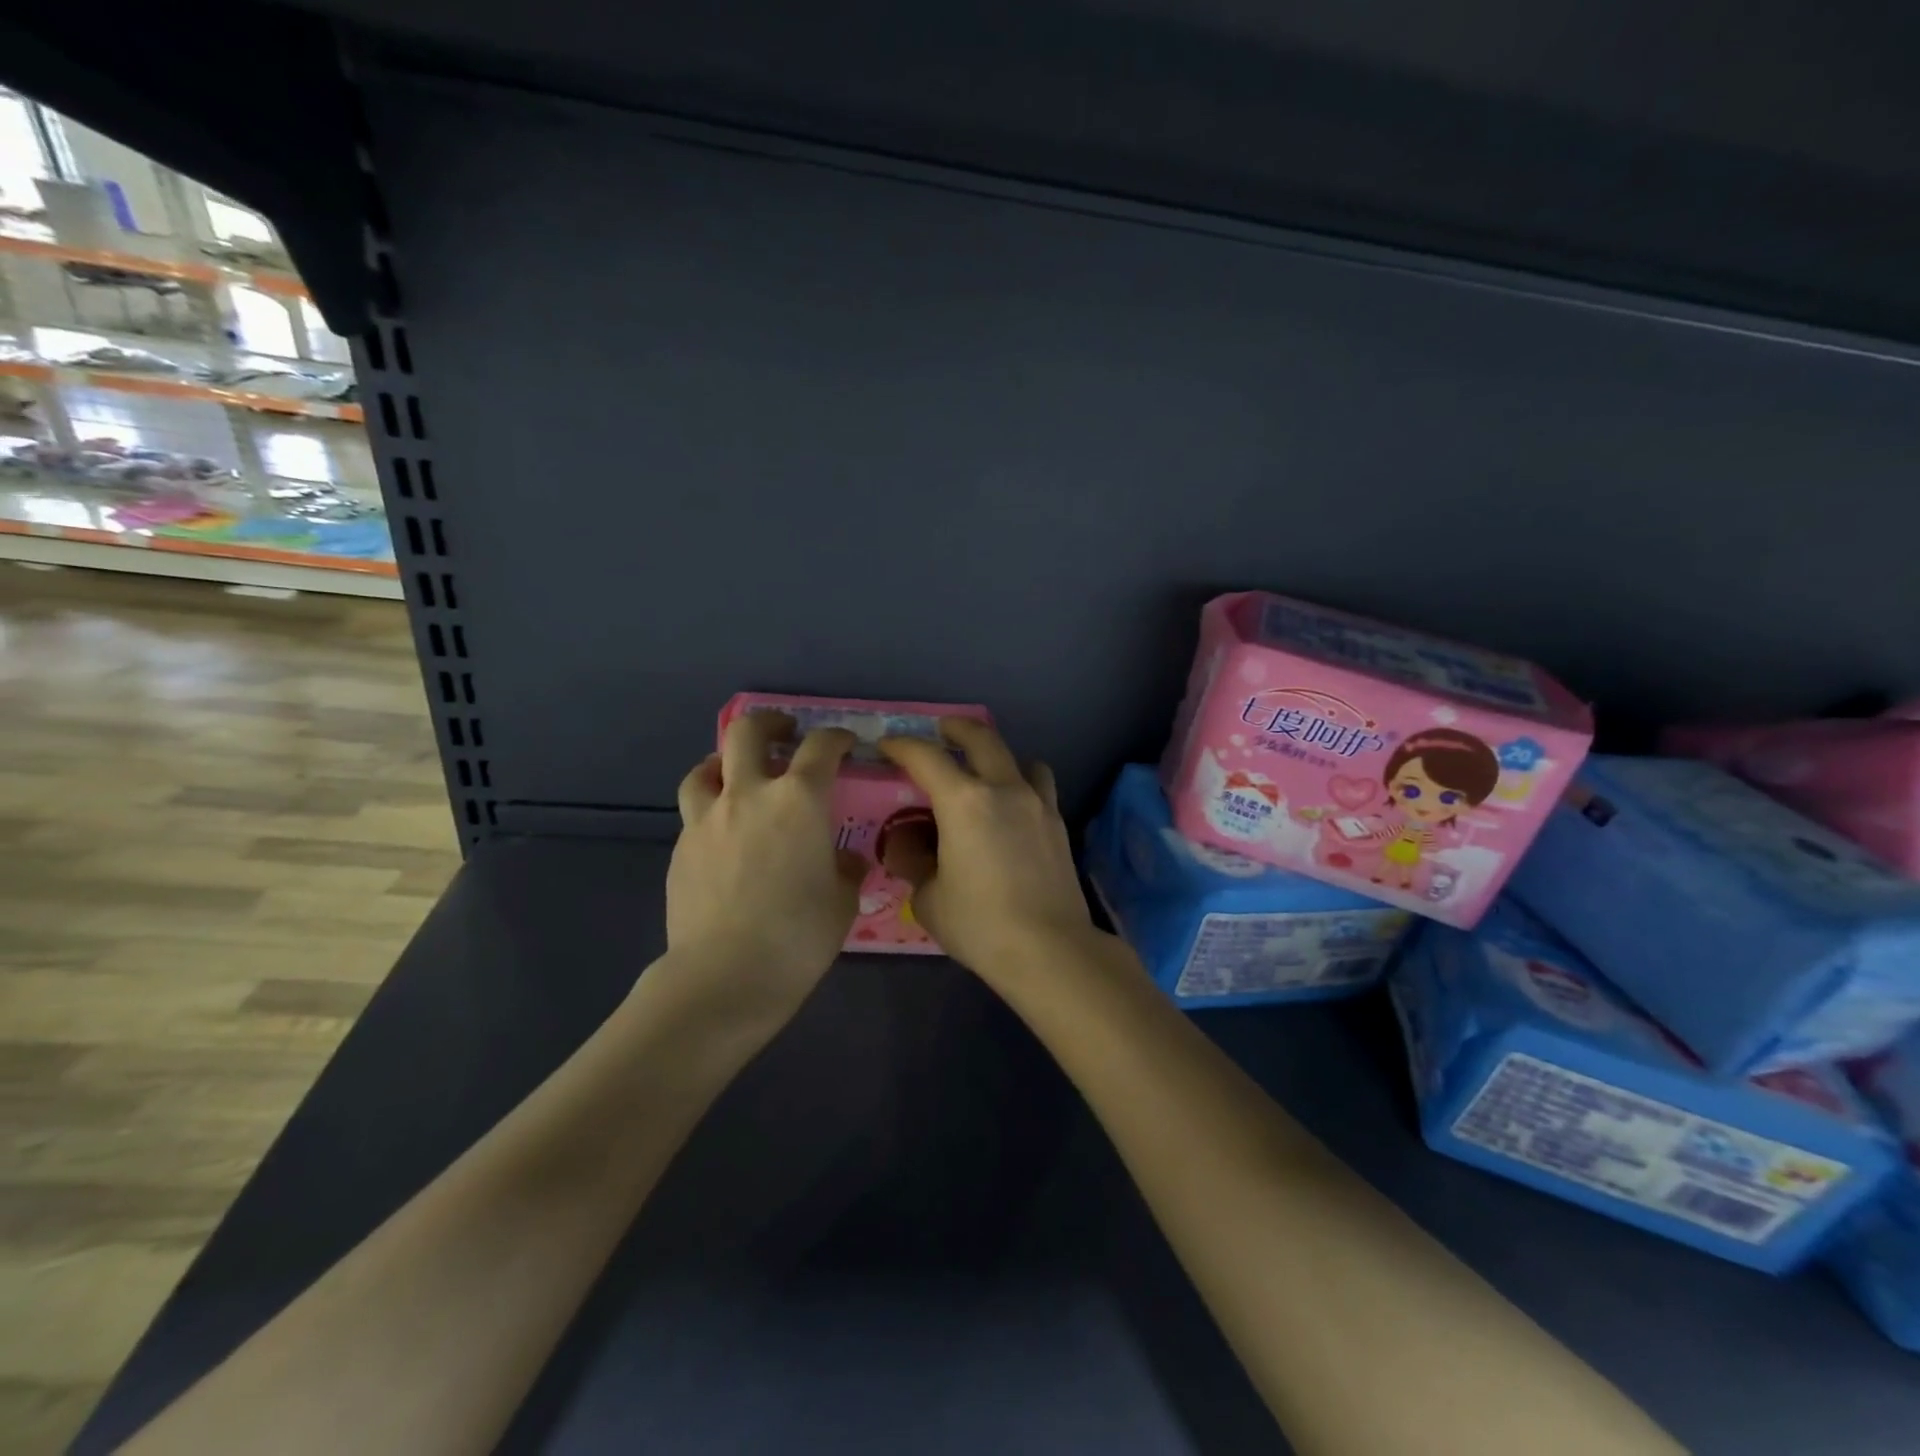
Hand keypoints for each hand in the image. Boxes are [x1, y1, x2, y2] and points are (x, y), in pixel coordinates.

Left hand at [667, 712, 865, 1016]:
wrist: (725, 975)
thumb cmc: (799, 935)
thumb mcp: (842, 901)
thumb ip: (846, 870)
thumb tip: (845, 861)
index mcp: (799, 800)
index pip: (820, 746)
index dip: (836, 737)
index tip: (845, 743)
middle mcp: (749, 795)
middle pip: (748, 731)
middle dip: (769, 722)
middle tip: (783, 732)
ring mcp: (707, 819)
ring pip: (705, 768)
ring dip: (725, 763)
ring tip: (736, 776)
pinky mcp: (681, 848)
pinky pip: (695, 813)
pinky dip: (711, 810)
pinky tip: (723, 837)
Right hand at [877, 719, 1097, 976]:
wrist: (1050, 949)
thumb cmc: (980, 924)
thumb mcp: (929, 898)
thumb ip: (914, 864)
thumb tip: (910, 848)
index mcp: (964, 802)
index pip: (926, 757)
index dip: (902, 746)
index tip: (888, 745)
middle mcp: (1003, 789)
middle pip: (981, 738)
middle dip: (956, 728)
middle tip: (941, 731)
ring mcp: (1037, 804)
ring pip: (1019, 758)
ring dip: (996, 754)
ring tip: (984, 771)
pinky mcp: (1057, 823)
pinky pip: (1038, 786)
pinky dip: (1022, 782)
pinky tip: (1011, 808)